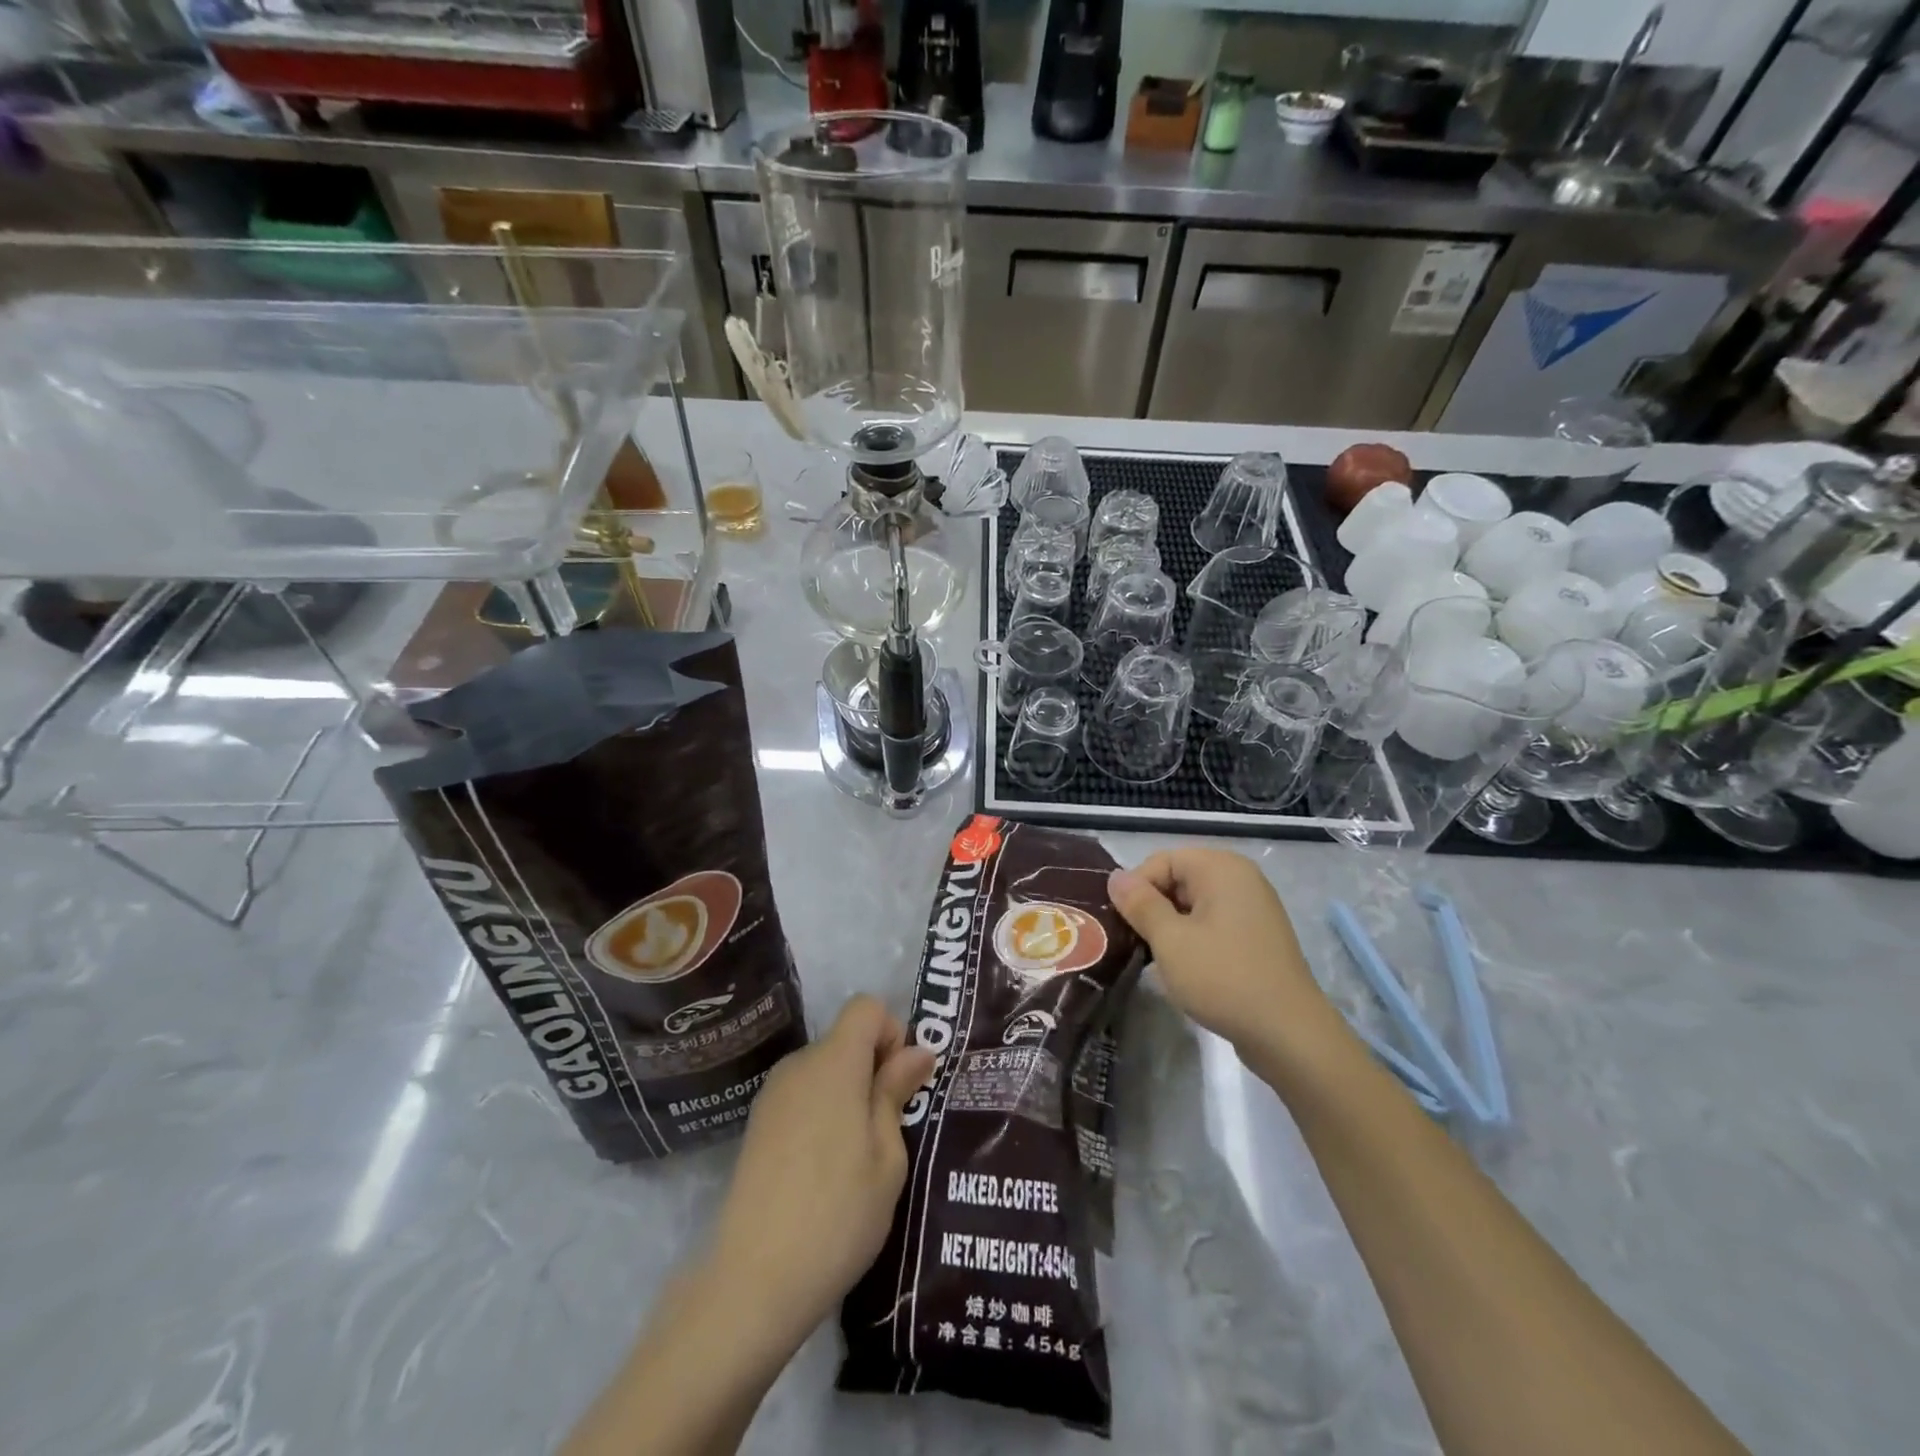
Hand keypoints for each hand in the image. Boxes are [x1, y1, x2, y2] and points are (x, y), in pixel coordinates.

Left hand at [705, 995, 933, 1349]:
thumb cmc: (838, 1214)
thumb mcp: (887, 1157)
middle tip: (890, 1128)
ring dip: (849, 1092)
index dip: (892, 1032)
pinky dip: (823, 1113)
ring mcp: (772, 1095)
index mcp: (834, 1063)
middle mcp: (798, 1065)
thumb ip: (896, 1093)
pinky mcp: (757, 1125)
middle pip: (845, 1038)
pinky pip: (802, 1096)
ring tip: (859, 1156)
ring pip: (824, 1069)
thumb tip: (916, 1051)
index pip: (866, 1007)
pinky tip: (826, 1169)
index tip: (901, 1083)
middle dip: (873, 1067)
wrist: (753, 1281)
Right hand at [1108, 848, 1336, 1051]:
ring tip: (1155, 958)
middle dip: (1152, 908)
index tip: (1122, 924)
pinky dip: (1193, 939)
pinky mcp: (1257, 937)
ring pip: (1194, 905)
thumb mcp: (1170, 940)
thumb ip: (1139, 903)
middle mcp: (1240, 878)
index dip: (1136, 889)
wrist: (1289, 1035)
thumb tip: (1115, 877)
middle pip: (1178, 879)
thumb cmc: (1223, 978)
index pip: (1161, 861)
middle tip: (1134, 943)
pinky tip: (1184, 969)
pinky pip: (1213, 924)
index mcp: (1221, 868)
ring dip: (1170, 927)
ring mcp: (1253, 908)